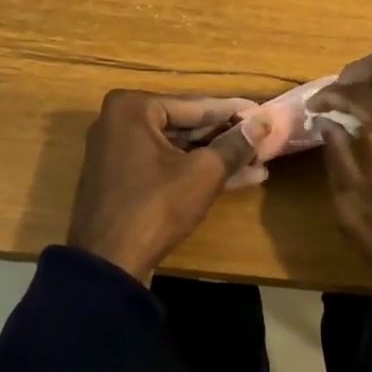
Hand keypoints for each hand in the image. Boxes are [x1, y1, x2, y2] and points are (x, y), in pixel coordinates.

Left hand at [68, 92, 264, 282]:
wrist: (108, 265)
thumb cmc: (155, 206)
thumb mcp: (203, 173)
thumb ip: (235, 144)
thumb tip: (264, 121)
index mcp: (132, 108)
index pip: (195, 106)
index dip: (233, 112)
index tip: (262, 112)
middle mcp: (118, 122)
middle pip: (185, 126)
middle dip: (225, 139)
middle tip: (262, 141)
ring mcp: (117, 153)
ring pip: (177, 149)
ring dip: (215, 158)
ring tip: (258, 164)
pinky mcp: (121, 180)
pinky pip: (163, 166)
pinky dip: (193, 172)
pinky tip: (235, 180)